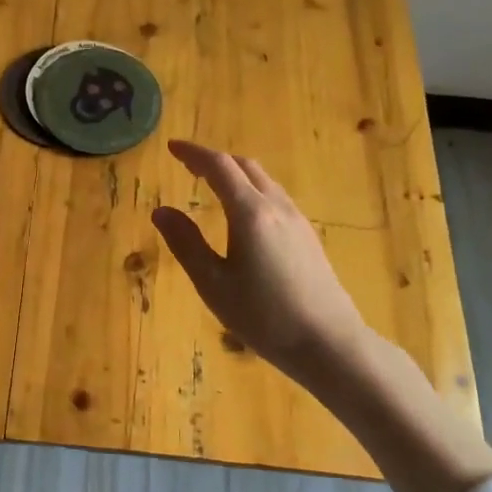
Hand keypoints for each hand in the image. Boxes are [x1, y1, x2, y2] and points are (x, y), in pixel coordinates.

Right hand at [151, 141, 371, 392]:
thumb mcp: (214, 284)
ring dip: (235, 173)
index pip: (219, 167)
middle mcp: (276, 206)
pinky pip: (275, 197)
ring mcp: (297, 220)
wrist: (330, 344)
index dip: (193, 153)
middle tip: (188, 165)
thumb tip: (161, 211)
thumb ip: (186, 244)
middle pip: (244, 167)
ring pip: (263, 180)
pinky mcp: (308, 236)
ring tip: (212, 184)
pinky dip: (251, 189)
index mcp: (250, 213)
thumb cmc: (265, 317)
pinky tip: (244, 213)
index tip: (171, 147)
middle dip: (214, 160)